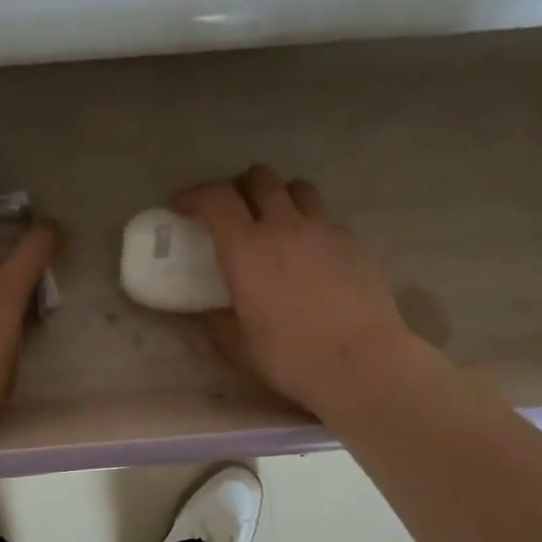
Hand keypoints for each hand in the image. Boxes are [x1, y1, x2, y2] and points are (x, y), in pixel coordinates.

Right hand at [173, 166, 425, 418]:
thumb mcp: (238, 344)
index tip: (180, 206)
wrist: (360, 362)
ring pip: (297, 188)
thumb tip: (207, 311)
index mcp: (247, 249)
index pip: (215, 198)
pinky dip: (308, 223)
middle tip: (228, 211)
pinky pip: (324, 217)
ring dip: (277, 195)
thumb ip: (216, 320)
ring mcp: (323, 230)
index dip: (193, 195)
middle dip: (237, 187)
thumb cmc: (289, 356)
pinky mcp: (353, 243)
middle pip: (259, 178)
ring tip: (271, 220)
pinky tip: (307, 252)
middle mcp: (284, 226)